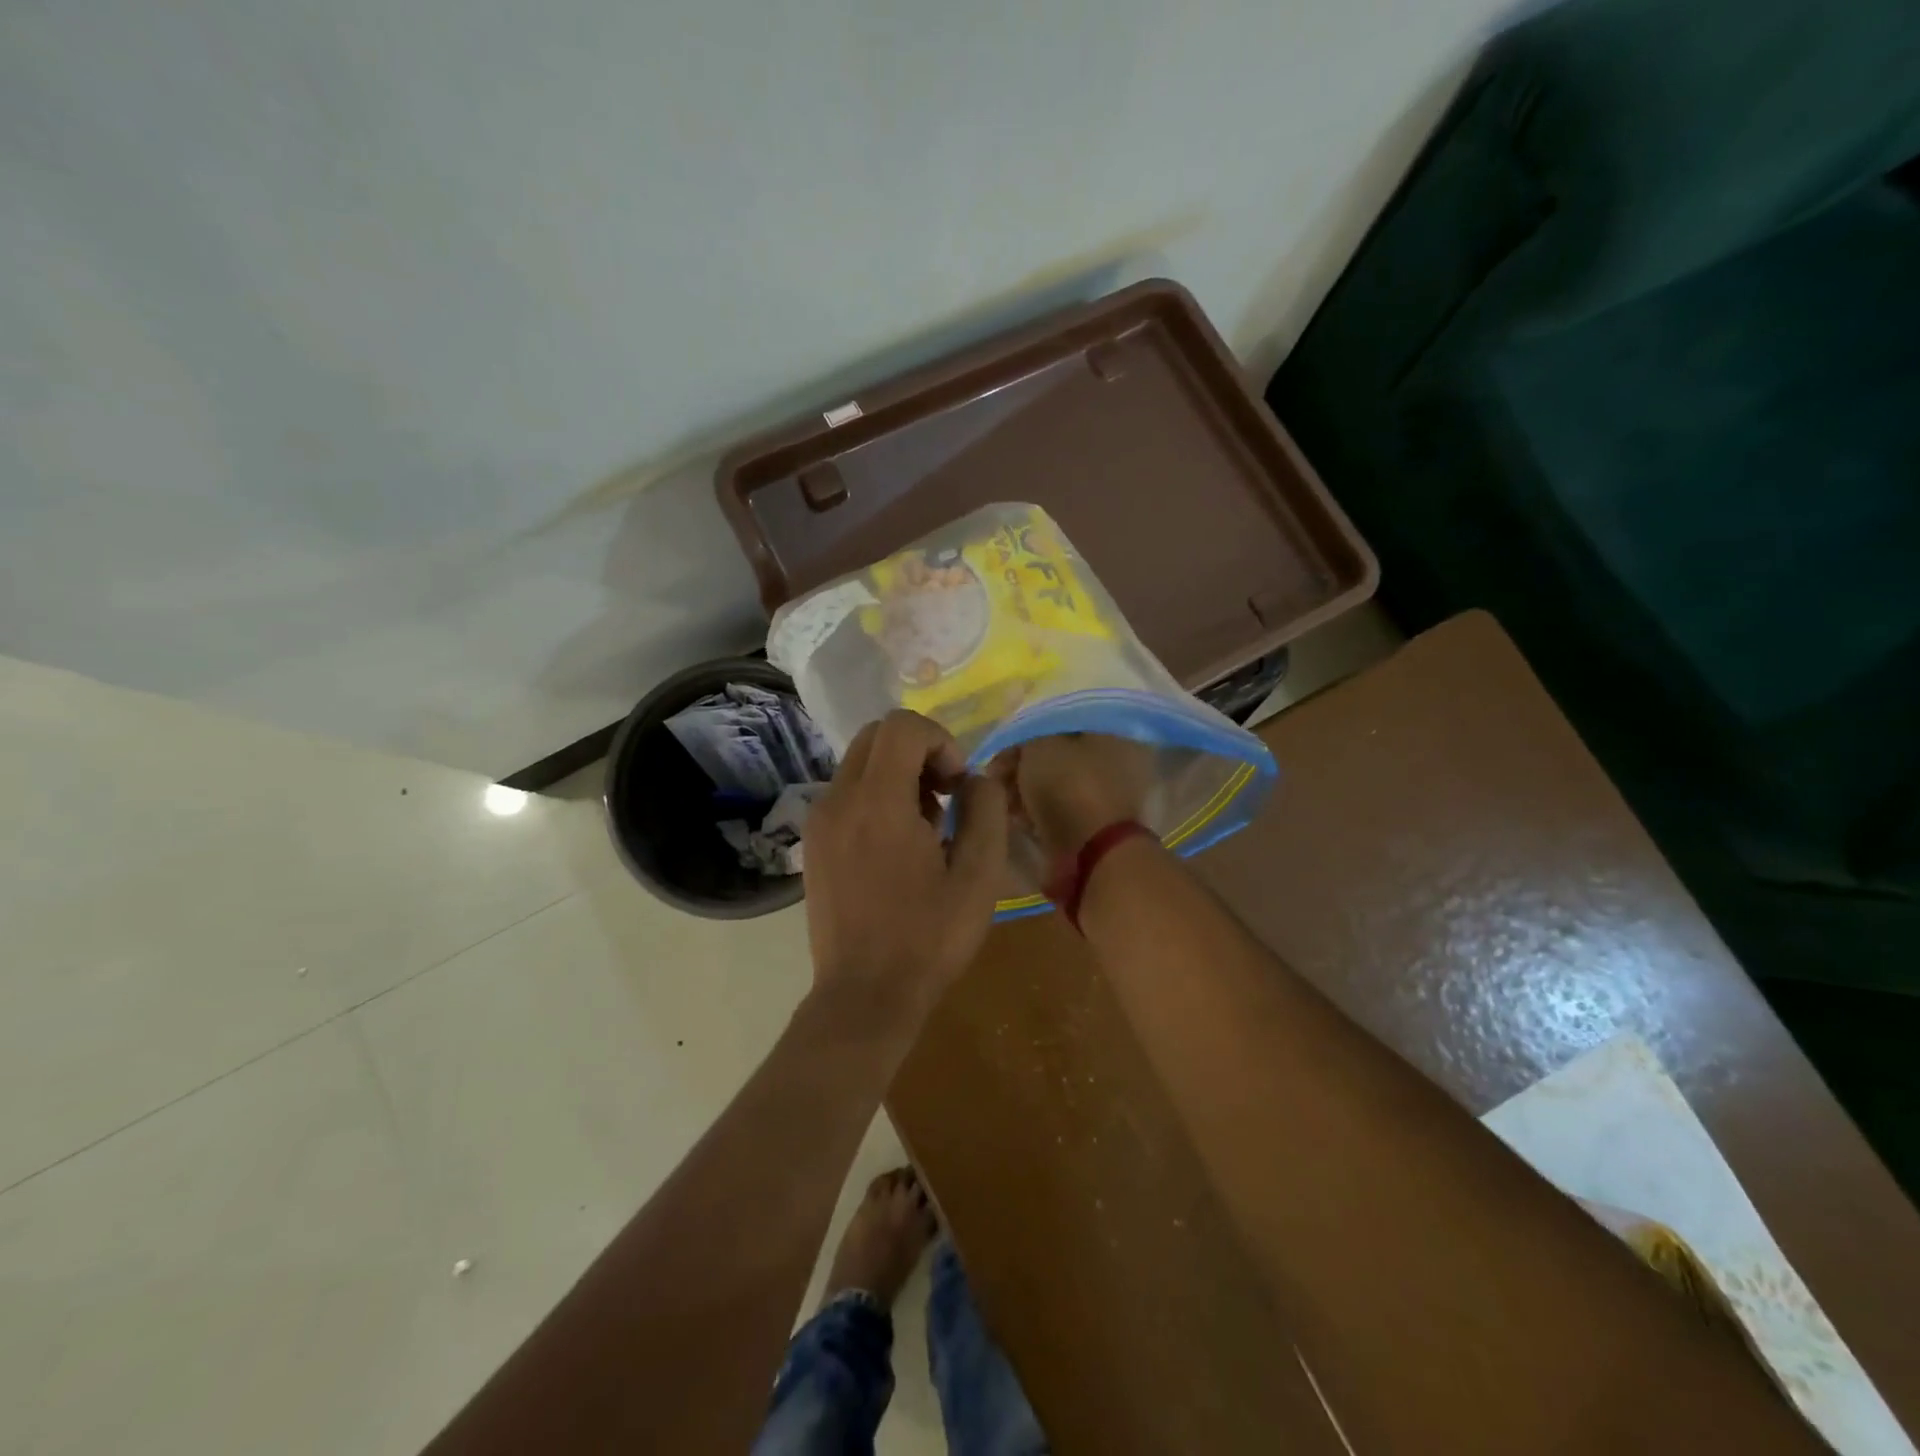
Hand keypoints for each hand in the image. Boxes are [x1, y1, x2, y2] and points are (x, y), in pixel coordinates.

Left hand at [803, 711, 1008, 1029]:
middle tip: (945, 798)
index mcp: (878, 802)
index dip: (941, 741)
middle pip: (877, 735)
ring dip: (899, 774)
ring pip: (860, 763)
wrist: (864, 996)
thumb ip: (985, 811)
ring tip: (925, 828)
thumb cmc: (928, 939)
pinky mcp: (813, 842)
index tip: (958, 785)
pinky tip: (897, 846)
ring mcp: (819, 820)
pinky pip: (847, 793)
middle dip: (919, 752)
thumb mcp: (978, 876)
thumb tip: (975, 779)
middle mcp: (839, 799)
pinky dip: (877, 796)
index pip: (902, 725)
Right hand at [1005, 733, 1154, 861]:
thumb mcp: (1041, 745)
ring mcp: (1109, 795)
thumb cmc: (1069, 787)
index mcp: (1110, 730)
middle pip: (1057, 753)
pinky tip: (1017, 817)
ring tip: (1003, 800)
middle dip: (1023, 763)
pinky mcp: (1097, 825)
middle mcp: (1116, 758)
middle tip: (996, 777)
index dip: (1025, 732)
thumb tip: (1019, 740)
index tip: (1001, 748)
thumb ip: (1027, 734)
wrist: (1092, 854)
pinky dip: (1038, 810)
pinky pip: (1059, 807)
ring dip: (1026, 788)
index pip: (1058, 720)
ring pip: (1056, 782)